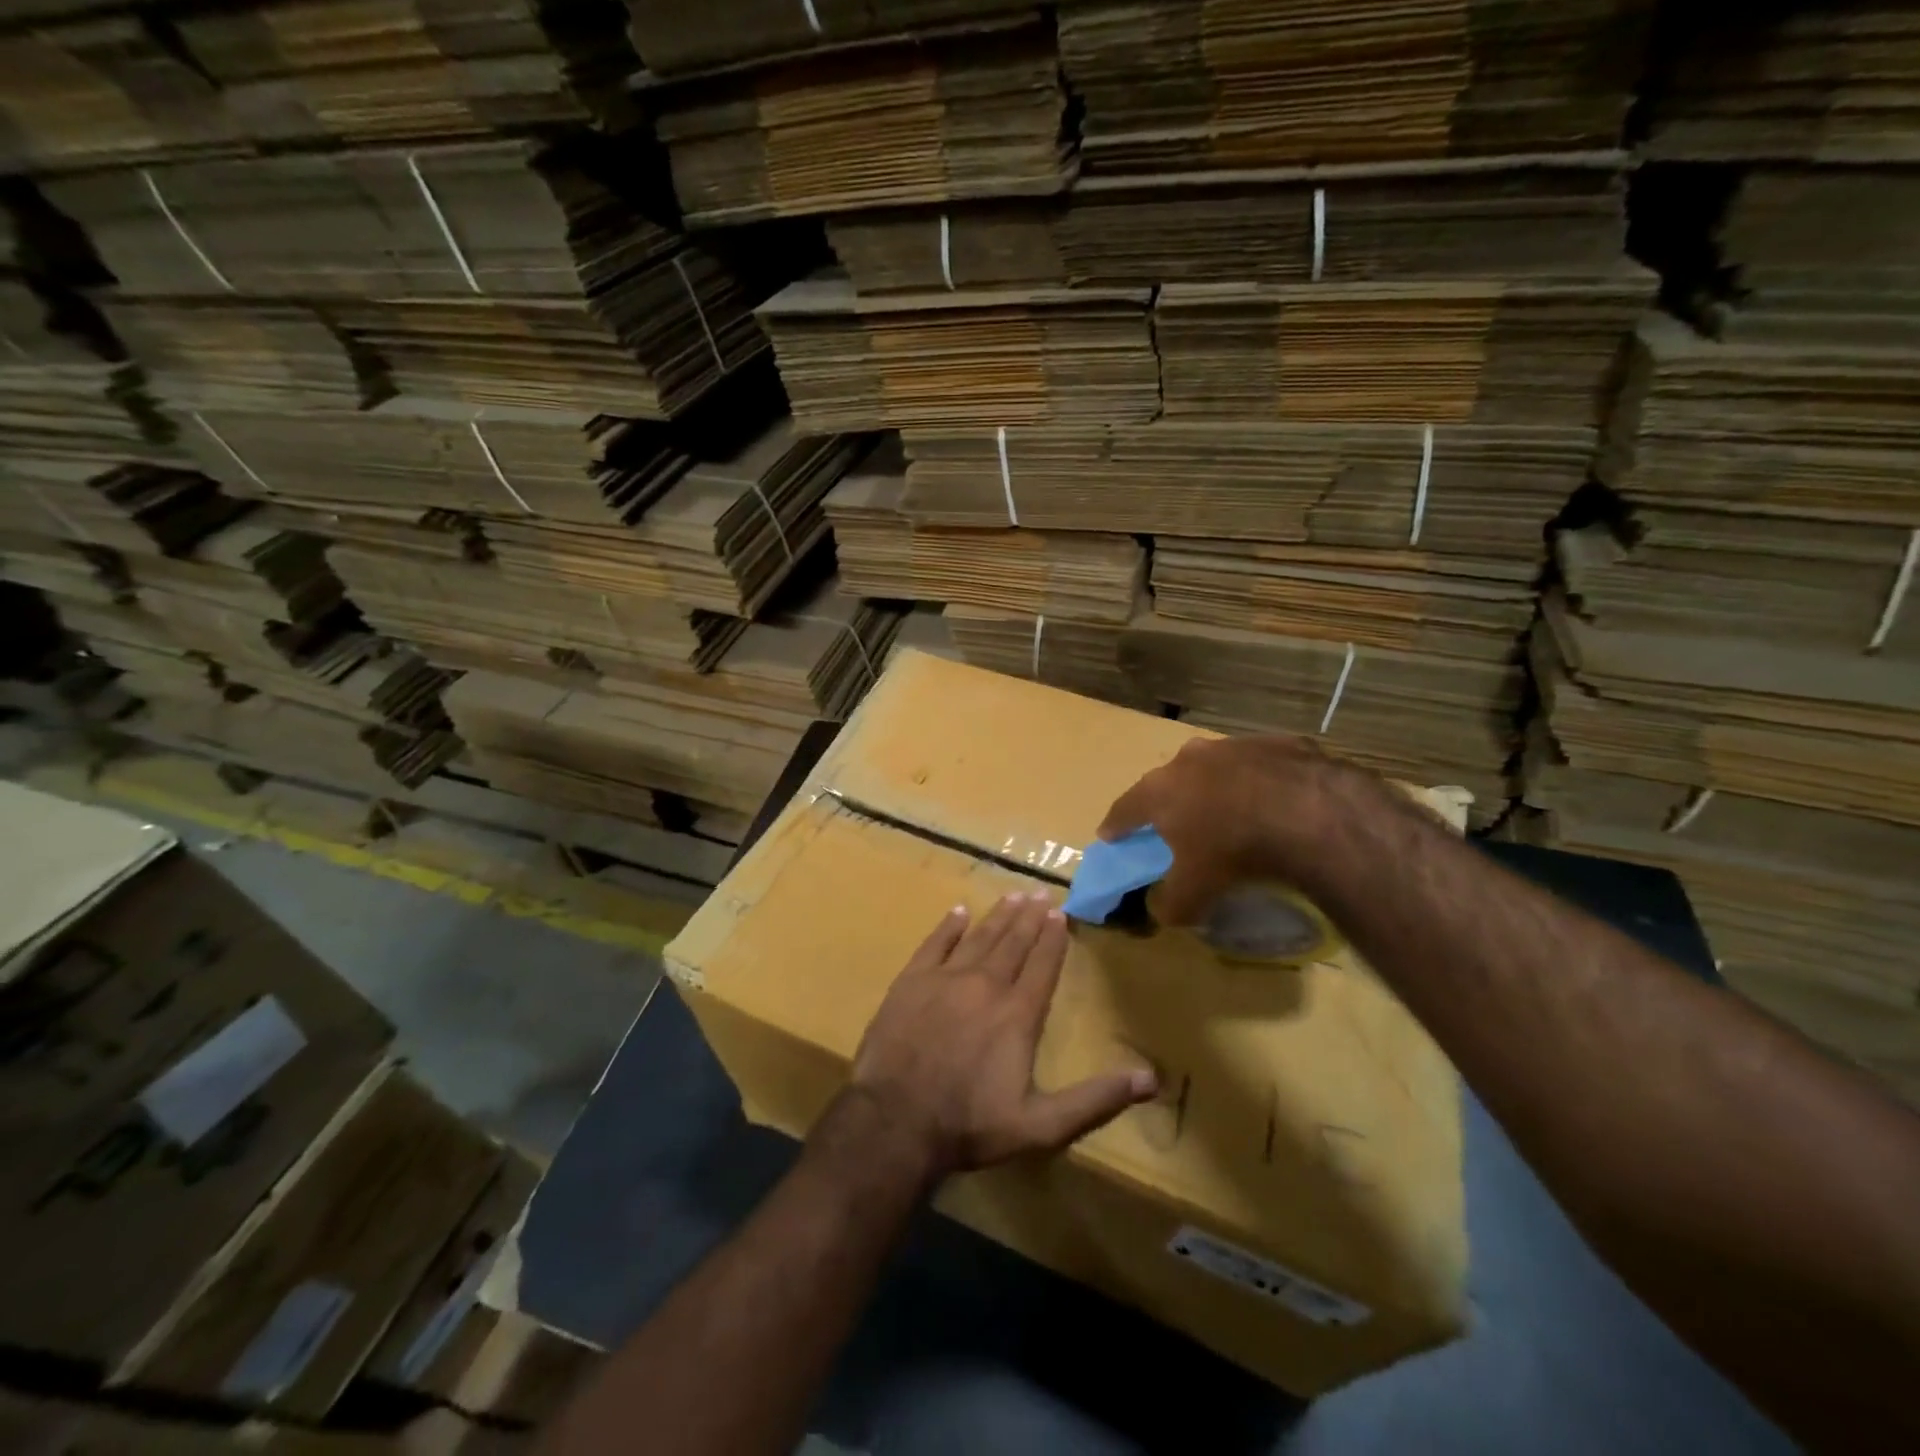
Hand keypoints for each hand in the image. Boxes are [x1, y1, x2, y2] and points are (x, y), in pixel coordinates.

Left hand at [849, 892, 1158, 1181]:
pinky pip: (934, 944)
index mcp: (1018, 1014)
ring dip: (998, 916)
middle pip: (1012, 943)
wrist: (894, 1121)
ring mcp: (945, 979)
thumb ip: (1095, 1099)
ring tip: (1013, 896)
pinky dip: (948, 926)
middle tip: (1040, 893)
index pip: (1042, 965)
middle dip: (1029, 918)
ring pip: (979, 938)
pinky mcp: (910, 982)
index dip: (1053, 939)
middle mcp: (985, 985)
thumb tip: (1151, 1079)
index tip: (1061, 913)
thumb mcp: (1042, 1125)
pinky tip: (958, 912)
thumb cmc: (970, 1125)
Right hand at [1098, 734, 1357, 924]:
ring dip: (1214, 787)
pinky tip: (1274, 803)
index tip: (1109, 835)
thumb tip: (1162, 909)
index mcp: (1159, 790)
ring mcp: (1233, 745)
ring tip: (1228, 812)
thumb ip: (1170, 903)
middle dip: (1167, 801)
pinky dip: (1257, 782)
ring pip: (1213, 768)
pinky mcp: (1276, 742)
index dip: (1115, 825)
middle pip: (1167, 782)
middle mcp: (1189, 759)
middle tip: (1173, 823)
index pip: (1124, 809)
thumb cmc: (1236, 851)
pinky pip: (1257, 765)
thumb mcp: (1196, 892)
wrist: (1311, 813)